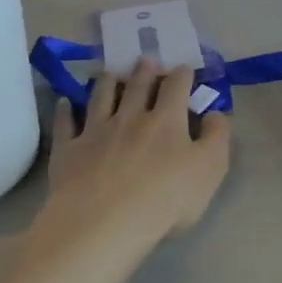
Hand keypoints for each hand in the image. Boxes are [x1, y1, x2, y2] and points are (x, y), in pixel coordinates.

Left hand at [38, 59, 231, 254]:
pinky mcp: (68, 151)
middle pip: (137, 87)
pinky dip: (65, 111)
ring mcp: (95, 132)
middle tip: (146, 60)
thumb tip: (216, 113)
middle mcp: (130, 117)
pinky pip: (65, 125)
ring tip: (109, 72)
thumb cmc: (165, 199)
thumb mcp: (209, 169)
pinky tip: (65, 103)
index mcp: (166, 120)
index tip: (184, 68)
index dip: (182, 75)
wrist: (104, 222)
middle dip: (144, 71)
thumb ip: (217, 137)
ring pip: (100, 98)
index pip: (176, 87)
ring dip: (106, 82)